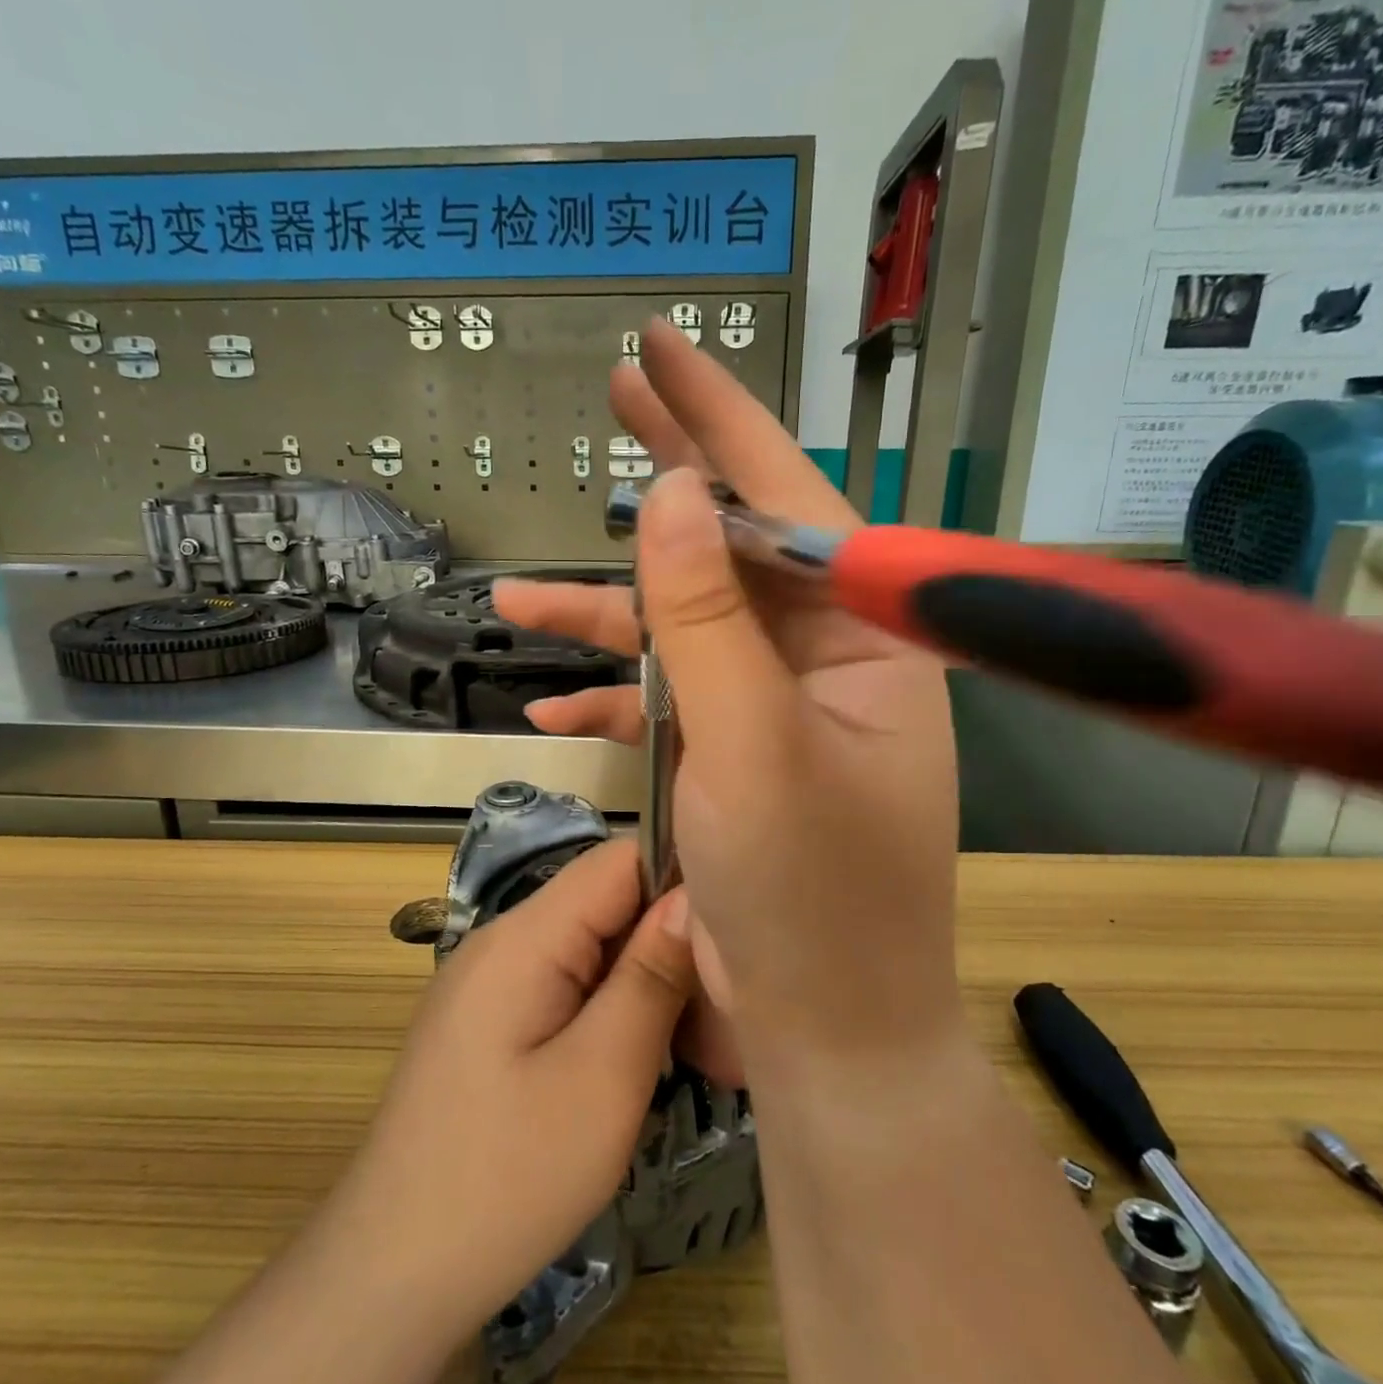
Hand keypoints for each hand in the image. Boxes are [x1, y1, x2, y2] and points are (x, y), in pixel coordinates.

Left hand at [325, 839, 692, 1336]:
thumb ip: (651, 976)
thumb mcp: (603, 1076)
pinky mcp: (492, 1021)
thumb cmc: (507, 1178)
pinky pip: (570, 988)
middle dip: (673, 951)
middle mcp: (504, 941)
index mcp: (524, 937)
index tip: (734, 942)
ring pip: (595, 951)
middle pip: (610, 906)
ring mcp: (493, 982)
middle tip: (724, 1027)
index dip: (683, 882)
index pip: (619, 861)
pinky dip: (616, 1014)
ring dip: (650, 990)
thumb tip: (693, 897)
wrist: (391, 1276)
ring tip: (698, 1057)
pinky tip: (643, 1066)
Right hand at [494, 318, 961, 1079]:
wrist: (826, 1032)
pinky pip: (670, 706)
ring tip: (516, 599)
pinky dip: (613, 705)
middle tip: (614, 401)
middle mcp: (828, 660)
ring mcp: (777, 709)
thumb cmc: (812, 897)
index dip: (720, 420)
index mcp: (866, 640)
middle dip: (667, 486)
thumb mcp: (752, 746)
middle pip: (735, 548)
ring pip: (686, 631)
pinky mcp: (736, 757)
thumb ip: (709, 618)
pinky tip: (553, 714)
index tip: (659, 352)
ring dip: (603, 619)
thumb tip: (670, 492)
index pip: (790, 500)